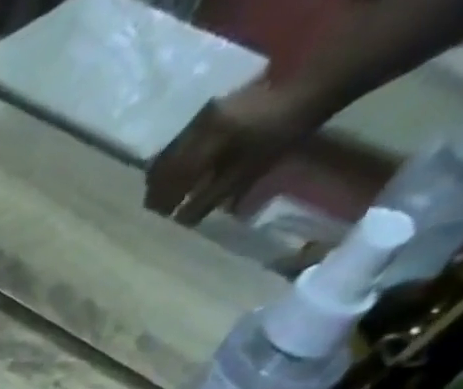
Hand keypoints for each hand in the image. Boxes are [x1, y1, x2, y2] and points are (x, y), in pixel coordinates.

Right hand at [144, 82, 320, 225]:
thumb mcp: (246, 172)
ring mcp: (203, 117)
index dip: (161, 202)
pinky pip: (180, 145)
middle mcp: (199, 125)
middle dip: (157, 191)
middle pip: (163, 164)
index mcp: (208, 138)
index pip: (172, 177)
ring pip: (169, 155)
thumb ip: (211, 197)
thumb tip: (181, 222)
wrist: (306, 91)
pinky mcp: (209, 114)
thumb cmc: (279, 136)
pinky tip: (180, 180)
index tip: (156, 222)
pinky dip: (175, 165)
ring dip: (164, 179)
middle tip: (156, 214)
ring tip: (165, 200)